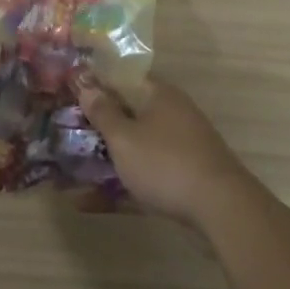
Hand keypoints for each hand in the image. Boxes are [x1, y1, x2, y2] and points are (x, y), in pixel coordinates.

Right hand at [77, 79, 255, 225]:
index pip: (124, 78)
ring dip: (107, 159)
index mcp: (159, 95)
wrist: (222, 210)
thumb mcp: (124, 137)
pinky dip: (121, 186)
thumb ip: (103, 112)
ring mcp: (181, 148)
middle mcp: (172, 115)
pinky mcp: (184, 179)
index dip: (96, 84)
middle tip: (67, 133)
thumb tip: (86, 86)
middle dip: (99, 125)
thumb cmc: (165, 163)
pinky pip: (145, 176)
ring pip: (136, 148)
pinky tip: (90, 203)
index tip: (70, 93)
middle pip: (129, 114)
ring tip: (72, 170)